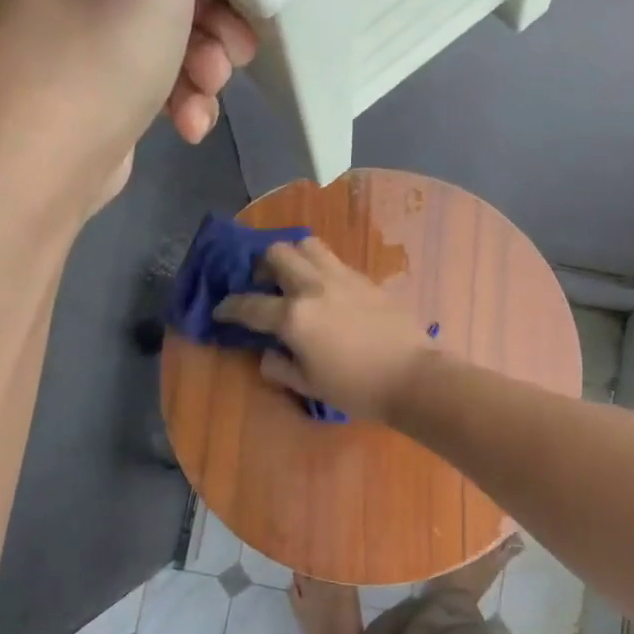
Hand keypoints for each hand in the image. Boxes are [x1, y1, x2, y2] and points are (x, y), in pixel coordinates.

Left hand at [0, 0, 257, 211]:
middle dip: (219, 12)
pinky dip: (183, 98)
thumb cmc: (105, 32)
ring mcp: (88, 24)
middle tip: (239, 45)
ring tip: (208, 89)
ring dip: (207, 63)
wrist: (53, 148)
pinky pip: (159, 74)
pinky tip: (189, 124)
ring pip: (175, 29)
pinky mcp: (102, 80)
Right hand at [212, 238, 436, 423]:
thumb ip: (280, 367)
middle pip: (277, 254)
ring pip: (307, 245)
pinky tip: (325, 290)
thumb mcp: (309, 385)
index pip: (249, 305)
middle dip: (260, 266)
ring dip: (292, 256)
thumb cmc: (357, 388)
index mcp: (294, 317)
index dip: (228, 307)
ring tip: (293, 277)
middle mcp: (314, 287)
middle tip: (262, 285)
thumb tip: (267, 354)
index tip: (220, 311)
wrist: (413, 377)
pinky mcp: (366, 279)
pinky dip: (320, 268)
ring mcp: (342, 277)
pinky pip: (334, 261)